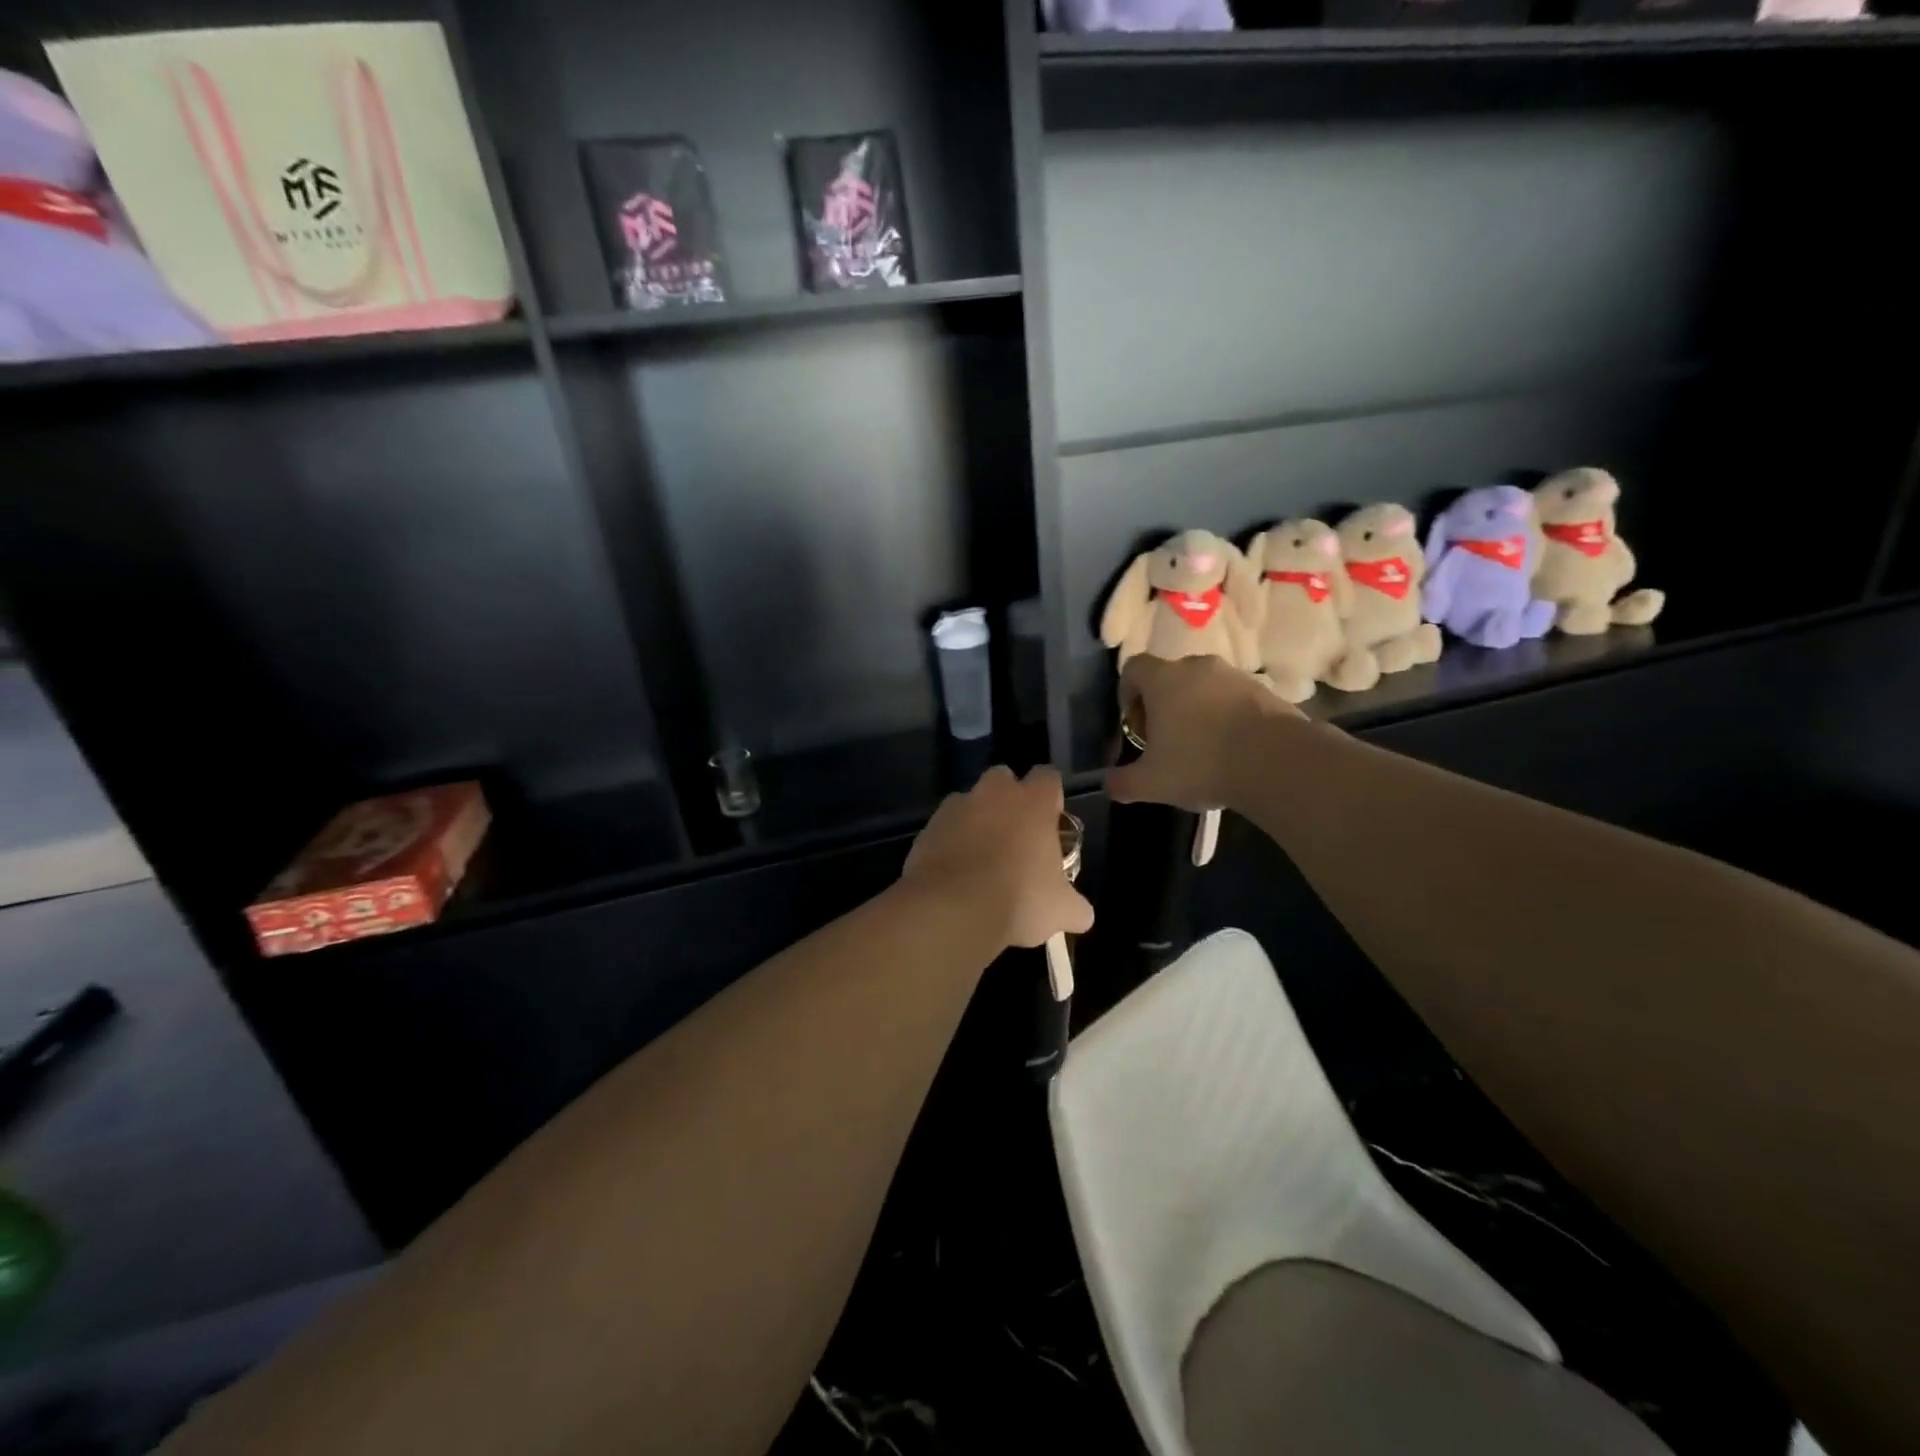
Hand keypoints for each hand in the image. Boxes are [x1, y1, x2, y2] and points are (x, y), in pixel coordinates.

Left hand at [902, 766, 1093, 949]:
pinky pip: (944, 827)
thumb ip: (1076, 907)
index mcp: (1033, 802)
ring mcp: (956, 807)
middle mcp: (994, 793)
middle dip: (1009, 799)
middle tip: (1015, 835)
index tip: (1051, 821)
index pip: (1048, 776)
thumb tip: (1081, 915)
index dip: (1050, 796)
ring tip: (980, 858)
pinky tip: (955, 873)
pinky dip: (950, 842)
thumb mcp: (1062, 911)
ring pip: (970, 801)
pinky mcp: (927, 828)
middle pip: (1004, 778)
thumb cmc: (1019, 899)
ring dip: (976, 820)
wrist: (952, 909)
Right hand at [1108, 654, 1299, 812]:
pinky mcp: (1266, 690)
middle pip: (1170, 676)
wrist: (1277, 763)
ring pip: (1205, 687)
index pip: (1133, 668)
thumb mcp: (1151, 783)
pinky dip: (1228, 716)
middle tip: (1165, 738)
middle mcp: (1197, 667)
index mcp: (1163, 679)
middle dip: (1163, 703)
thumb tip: (1109, 784)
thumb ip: (1122, 782)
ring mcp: (1235, 676)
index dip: (1127, 692)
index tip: (1133, 722)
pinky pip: (1235, 698)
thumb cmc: (1201, 764)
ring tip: (1202, 746)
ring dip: (1198, 708)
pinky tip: (1233, 749)